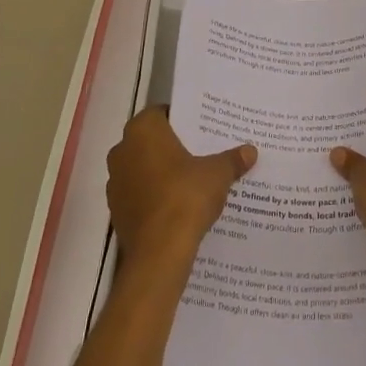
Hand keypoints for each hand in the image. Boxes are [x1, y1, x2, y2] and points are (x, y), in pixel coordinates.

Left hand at [107, 106, 255, 269]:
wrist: (159, 252)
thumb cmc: (186, 197)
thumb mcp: (218, 174)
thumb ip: (232, 159)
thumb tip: (250, 151)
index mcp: (143, 130)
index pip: (162, 113)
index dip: (182, 119)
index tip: (202, 128)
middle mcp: (122, 150)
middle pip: (151, 141)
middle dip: (173, 146)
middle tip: (201, 151)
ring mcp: (115, 183)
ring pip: (142, 168)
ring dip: (161, 172)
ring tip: (192, 179)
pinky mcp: (116, 211)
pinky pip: (139, 194)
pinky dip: (154, 196)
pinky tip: (178, 205)